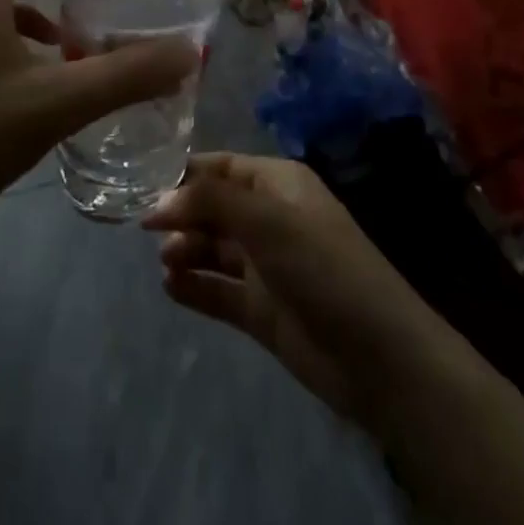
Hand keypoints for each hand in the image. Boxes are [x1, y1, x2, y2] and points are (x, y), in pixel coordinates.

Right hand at [143, 153, 437, 420]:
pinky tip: (171, 288)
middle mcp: (271, 218)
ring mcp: (267, 266)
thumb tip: (158, 203)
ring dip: (186, 250)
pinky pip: (219, 290)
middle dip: (182, 214)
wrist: (379, 358)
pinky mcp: (263, 310)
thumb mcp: (267, 221)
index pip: (223, 166)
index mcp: (279, 185)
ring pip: (214, 248)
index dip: (186, 175)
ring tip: (166, 262)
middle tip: (146, 231)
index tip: (144, 188)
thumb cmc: (323, 267)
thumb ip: (210, 202)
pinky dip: (195, 287)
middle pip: (214, 206)